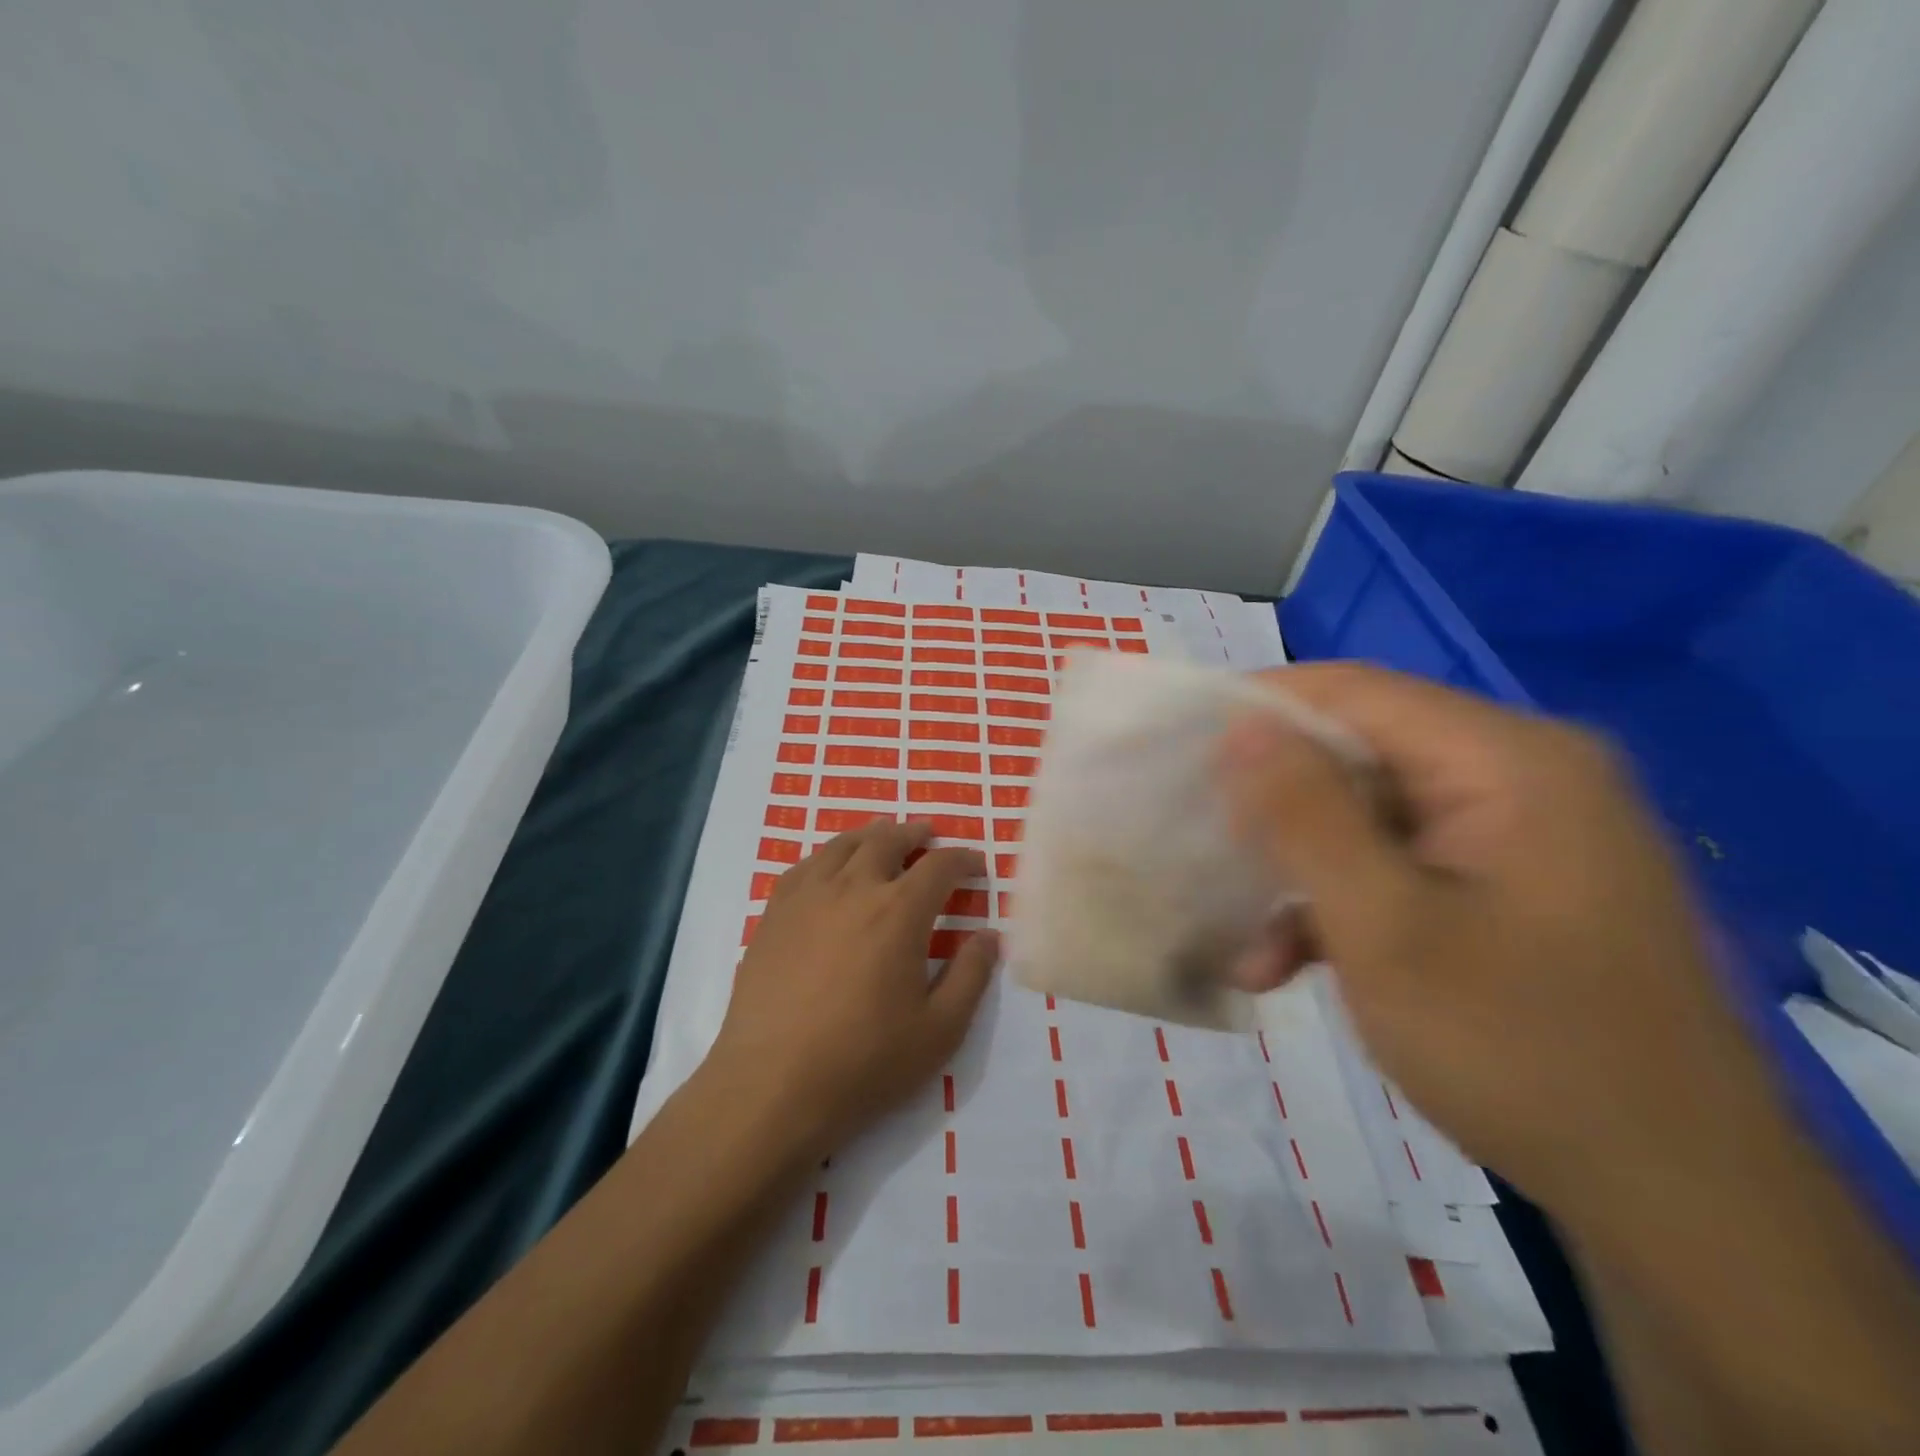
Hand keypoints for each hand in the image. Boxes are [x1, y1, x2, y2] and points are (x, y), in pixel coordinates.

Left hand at [705, 820, 998, 1162]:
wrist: (772, 1086)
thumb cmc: (864, 1062)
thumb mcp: (940, 1030)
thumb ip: (971, 976)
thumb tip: (988, 934)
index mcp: (899, 911)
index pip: (940, 866)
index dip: (964, 859)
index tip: (977, 865)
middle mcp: (853, 888)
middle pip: (888, 840)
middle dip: (915, 834)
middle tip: (929, 836)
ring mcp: (807, 897)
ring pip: (843, 845)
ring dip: (871, 836)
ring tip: (883, 838)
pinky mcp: (774, 914)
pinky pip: (805, 866)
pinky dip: (828, 856)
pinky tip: (829, 868)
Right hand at [1218, 664, 1769, 1215]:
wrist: (1679, 1201)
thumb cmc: (1518, 1049)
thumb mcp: (1382, 925)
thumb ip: (1305, 814)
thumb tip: (1242, 726)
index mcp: (1509, 760)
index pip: (1355, 692)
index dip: (1261, 711)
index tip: (1183, 752)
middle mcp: (1524, 776)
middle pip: (1362, 755)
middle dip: (1278, 811)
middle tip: (1208, 855)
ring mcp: (1524, 833)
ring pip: (1374, 818)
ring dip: (1305, 874)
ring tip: (1247, 946)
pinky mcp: (1516, 884)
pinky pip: (1407, 865)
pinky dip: (1348, 905)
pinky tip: (1293, 965)